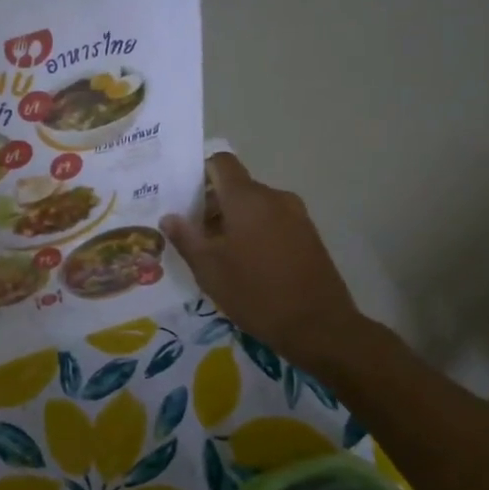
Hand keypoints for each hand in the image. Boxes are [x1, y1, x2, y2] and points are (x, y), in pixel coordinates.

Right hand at [161, 154, 370, 371]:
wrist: (319, 326)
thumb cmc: (255, 293)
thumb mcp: (209, 269)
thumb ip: (186, 238)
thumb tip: (169, 217)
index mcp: (247, 199)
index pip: (221, 162)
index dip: (200, 173)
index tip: (184, 198)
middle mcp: (274, 197)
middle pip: (237, 186)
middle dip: (212, 205)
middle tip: (194, 235)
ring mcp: (296, 216)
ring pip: (256, 206)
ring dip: (234, 221)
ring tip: (218, 254)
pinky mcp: (309, 235)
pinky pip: (274, 221)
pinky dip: (256, 232)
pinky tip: (247, 264)